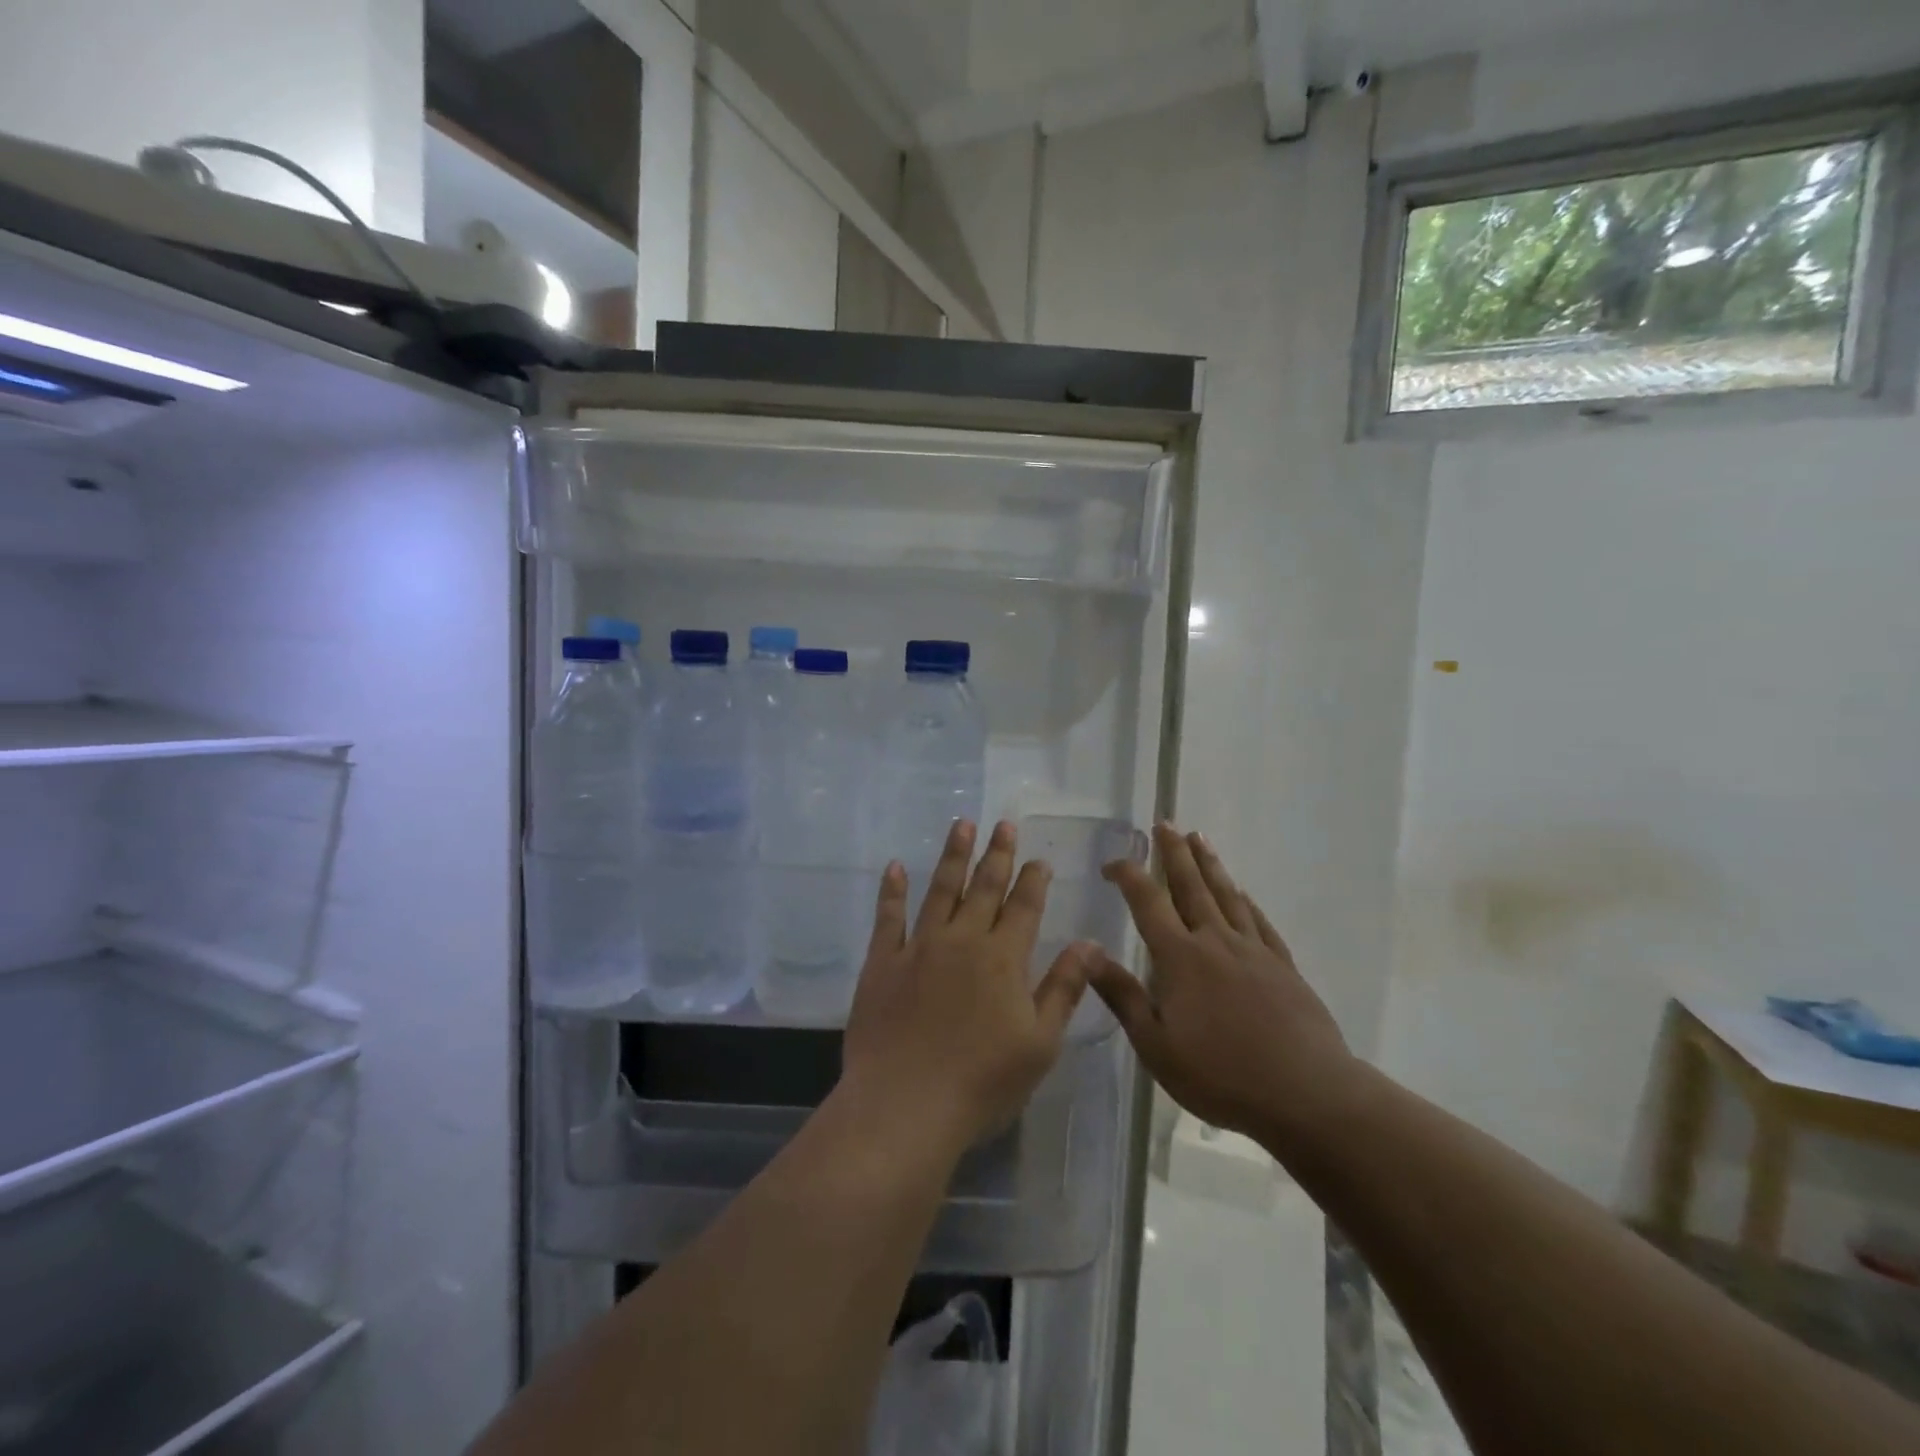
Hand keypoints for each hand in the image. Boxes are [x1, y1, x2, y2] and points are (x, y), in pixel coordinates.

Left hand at [842, 819, 1093, 1152]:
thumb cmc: (982, 1081)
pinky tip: (895, 866)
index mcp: (1003, 958)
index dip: (1033, 880)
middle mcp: (962, 940)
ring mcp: (919, 947)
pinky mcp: (883, 962)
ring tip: (962, 825)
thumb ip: (1064, 988)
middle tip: (1003, 824)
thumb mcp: (1040, 1042)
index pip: (1024, 907)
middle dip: (997, 854)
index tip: (1039, 859)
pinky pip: (888, 916)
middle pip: (984, 887)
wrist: (905, 1105)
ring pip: (940, 889)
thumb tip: (1089, 943)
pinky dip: (892, 890)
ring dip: (953, 856)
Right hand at [1086, 824, 1354, 1149]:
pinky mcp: (1283, 967)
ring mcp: (1254, 951)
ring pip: (1227, 895)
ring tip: (1201, 838)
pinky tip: (1244, 893)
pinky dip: (1248, 902)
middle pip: (1191, 886)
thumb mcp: (1156, 1045)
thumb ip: (1122, 995)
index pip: (1148, 902)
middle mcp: (1216, 941)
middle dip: (1175, 853)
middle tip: (1166, 823)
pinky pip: (1260, 922)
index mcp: (1181, 957)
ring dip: (1211, 865)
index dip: (1128, 875)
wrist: (1306, 1094)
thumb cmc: (1221, 1074)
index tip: (1113, 862)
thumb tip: (1087, 951)